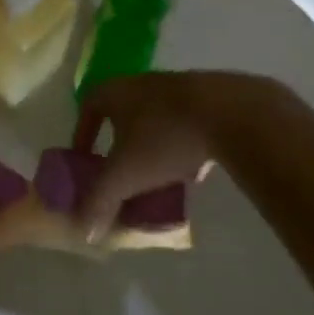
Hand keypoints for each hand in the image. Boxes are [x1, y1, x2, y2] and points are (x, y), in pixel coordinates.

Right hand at [71, 71, 288, 240]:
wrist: (231, 114)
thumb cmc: (164, 138)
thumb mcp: (126, 175)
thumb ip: (100, 200)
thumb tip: (83, 230)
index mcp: (116, 92)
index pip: (88, 106)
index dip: (82, 131)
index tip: (84, 157)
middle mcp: (142, 83)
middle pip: (123, 113)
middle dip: (120, 142)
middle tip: (120, 170)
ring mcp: (179, 88)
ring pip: (156, 118)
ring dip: (153, 145)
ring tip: (157, 176)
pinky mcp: (211, 98)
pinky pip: (187, 124)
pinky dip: (184, 146)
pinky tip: (194, 170)